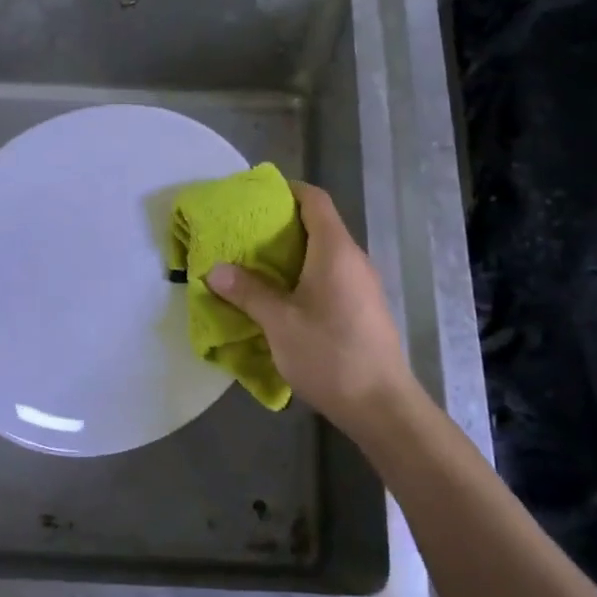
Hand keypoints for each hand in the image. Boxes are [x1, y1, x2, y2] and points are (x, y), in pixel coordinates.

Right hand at [207, 183, 415, 435]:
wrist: (382, 406)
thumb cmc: (330, 355)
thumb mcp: (279, 323)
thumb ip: (248, 292)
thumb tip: (215, 269)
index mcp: (335, 250)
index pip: (315, 200)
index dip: (287, 190)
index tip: (256, 196)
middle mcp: (353, 259)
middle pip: (319, 224)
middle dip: (281, 224)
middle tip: (243, 233)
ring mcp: (362, 285)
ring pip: (324, 253)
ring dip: (292, 254)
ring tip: (255, 264)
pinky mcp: (363, 308)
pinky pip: (331, 276)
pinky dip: (305, 275)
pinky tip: (282, 297)